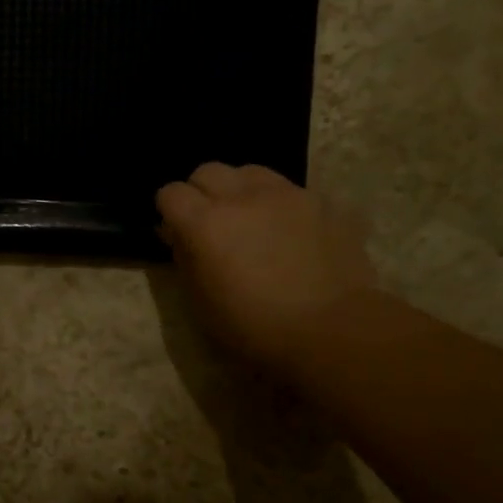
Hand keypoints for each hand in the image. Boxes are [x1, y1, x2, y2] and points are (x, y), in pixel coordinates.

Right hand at [156, 163, 378, 373]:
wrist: (333, 331)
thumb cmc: (256, 328)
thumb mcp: (202, 303)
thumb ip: (186, 259)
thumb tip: (180, 236)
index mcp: (205, 223)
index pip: (171, 192)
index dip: (169, 210)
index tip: (176, 231)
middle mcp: (242, 196)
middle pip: (208, 171)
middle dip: (202, 192)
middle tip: (211, 223)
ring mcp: (287, 195)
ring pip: (250, 172)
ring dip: (241, 190)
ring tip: (251, 219)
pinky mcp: (323, 202)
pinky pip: (291, 191)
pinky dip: (281, 205)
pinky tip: (291, 233)